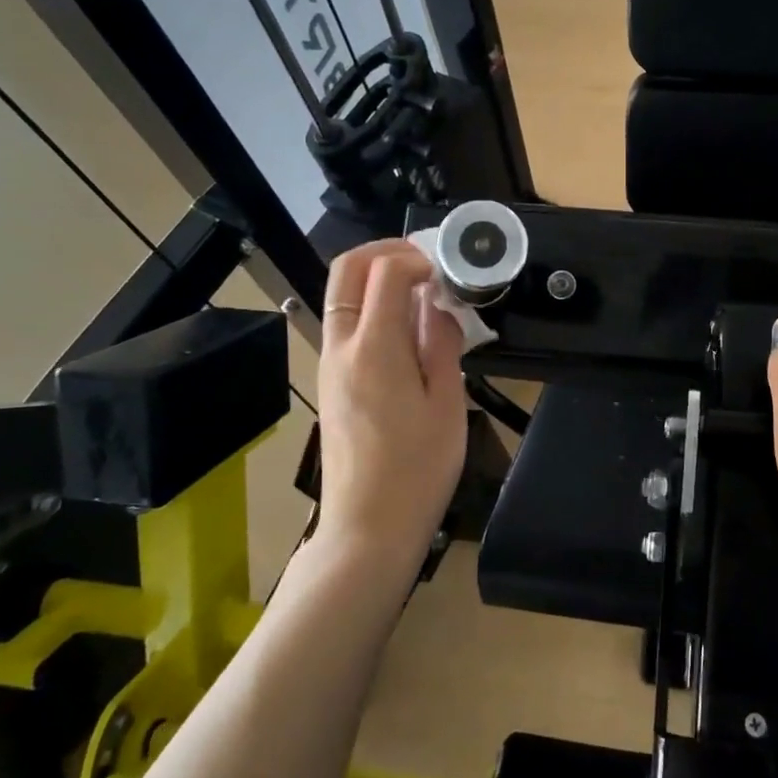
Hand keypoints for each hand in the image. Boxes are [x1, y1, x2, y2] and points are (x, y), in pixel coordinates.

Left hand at [314, 240, 468, 577]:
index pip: (385, 271)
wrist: (368, 527)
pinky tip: (408, 332)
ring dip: (379, 277)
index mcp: (374, 348)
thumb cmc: (418, 469)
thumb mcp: (447, 404)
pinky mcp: (330, 380)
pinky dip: (372, 306)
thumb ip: (442, 343)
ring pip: (342, 293)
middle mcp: (341, 346)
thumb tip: (439, 305)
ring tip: (424, 296)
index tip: (448, 274)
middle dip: (387, 251)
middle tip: (428, 264)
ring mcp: (329, 363)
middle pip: (347, 268)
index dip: (418, 258)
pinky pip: (345, 322)